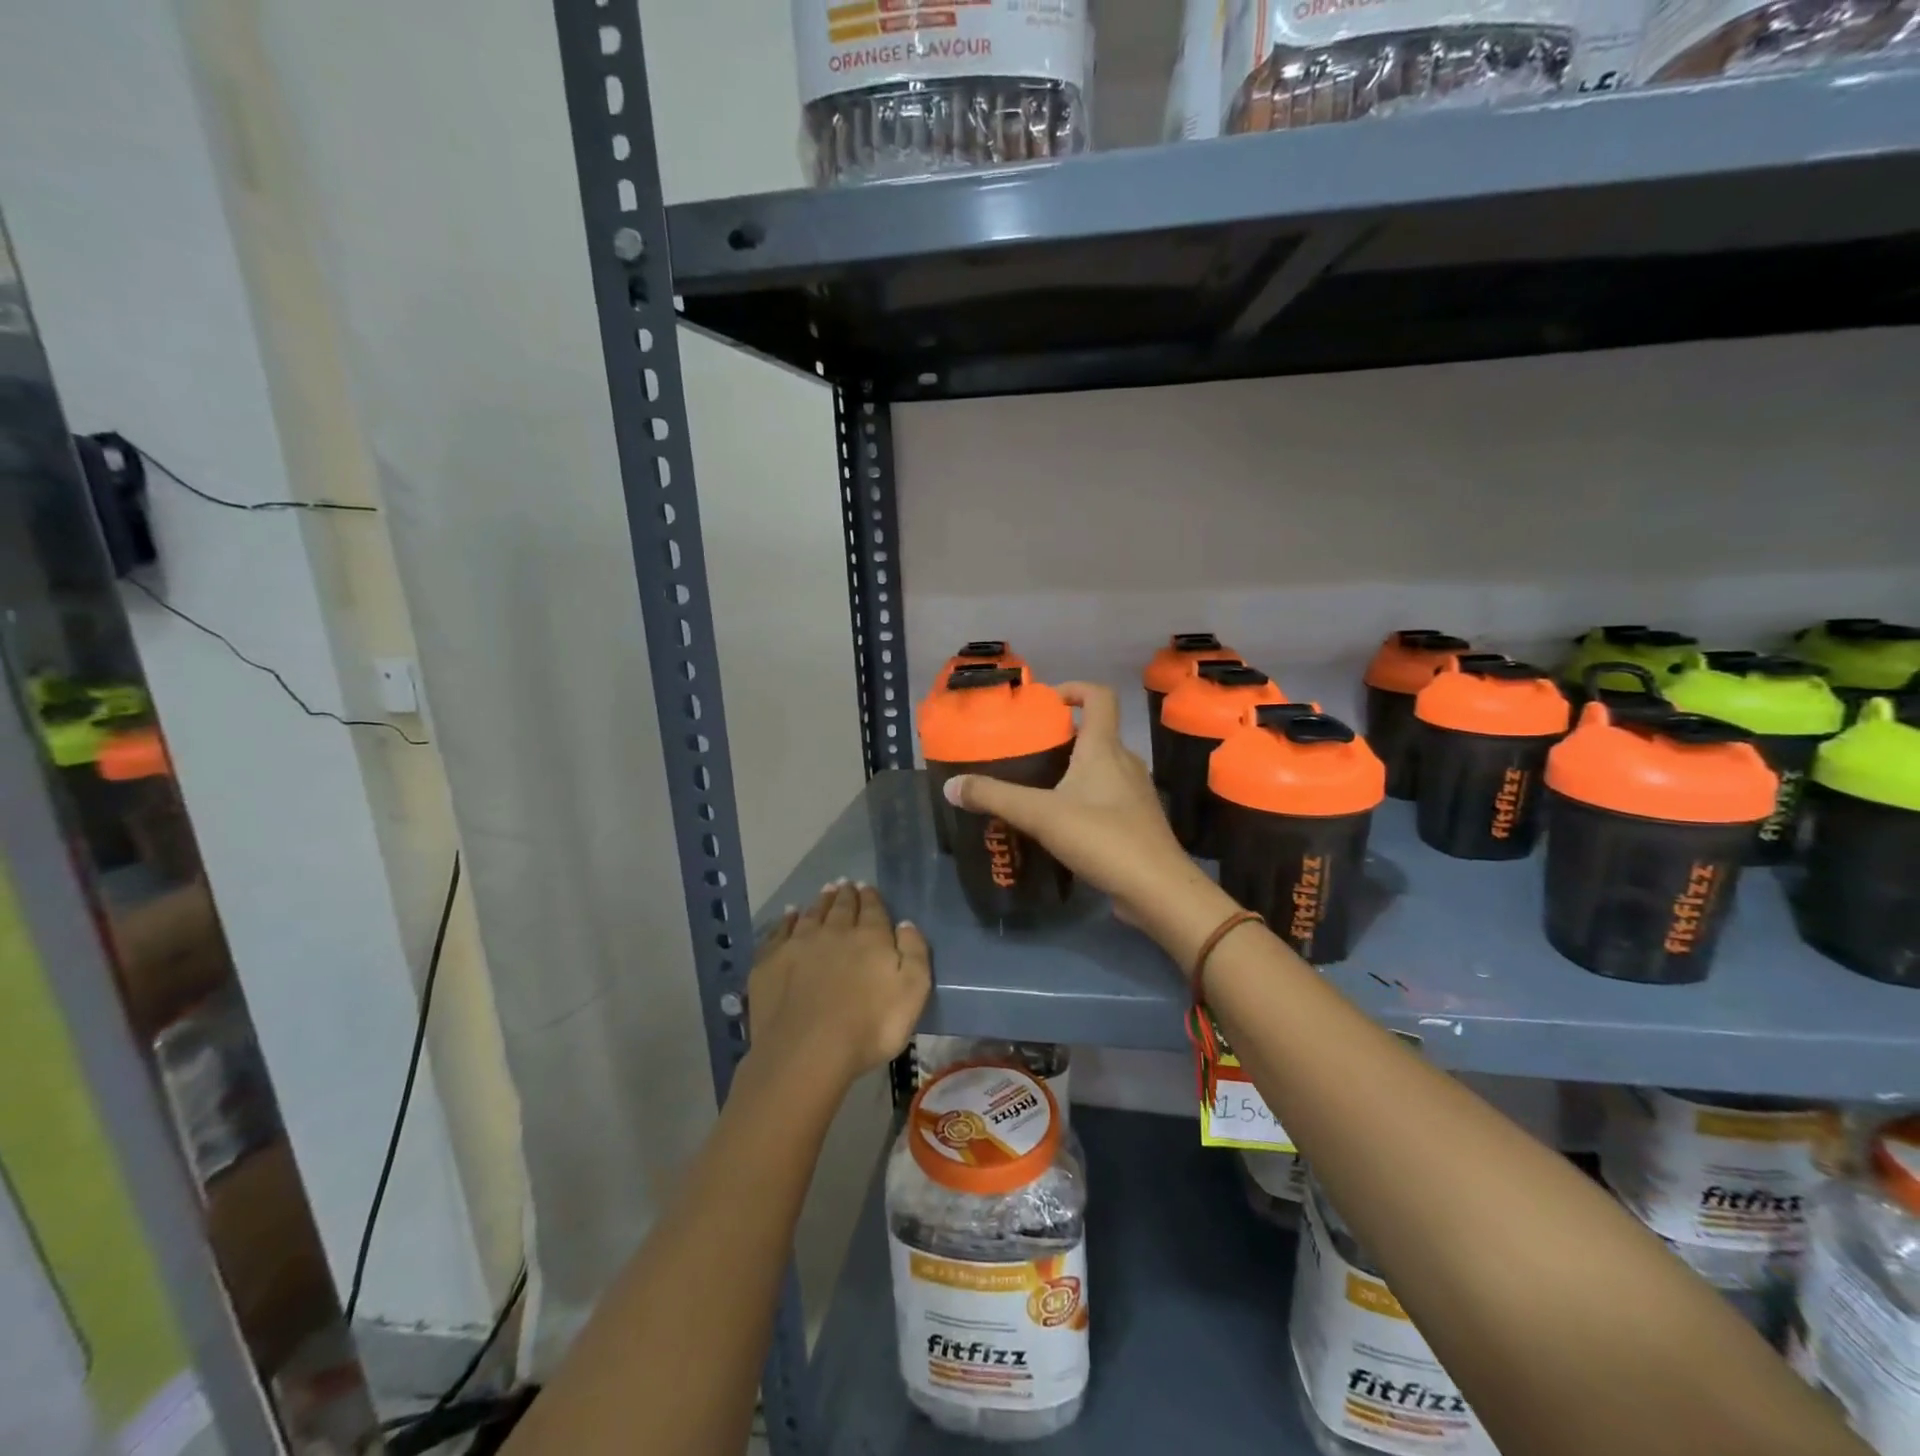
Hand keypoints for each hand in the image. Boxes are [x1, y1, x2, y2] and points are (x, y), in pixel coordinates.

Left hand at [748, 881, 930, 1086]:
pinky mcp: (770, 962)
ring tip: (824, 891)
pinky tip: (790, 915)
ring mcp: (798, 945)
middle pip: (841, 907)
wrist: (807, 1051)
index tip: (867, 887)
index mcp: (870, 937)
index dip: (871, 897)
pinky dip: (786, 920)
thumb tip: (905, 924)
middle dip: (845, 895)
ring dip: (819, 902)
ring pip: (811, 915)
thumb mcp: (913, 992)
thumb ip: (914, 952)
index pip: (872, 909)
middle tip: (845, 884)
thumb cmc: (870, 1027)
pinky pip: (780, 931)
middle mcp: (834, 932)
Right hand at [943, 684, 1238, 976]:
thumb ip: (995, 797)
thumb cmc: (1102, 838)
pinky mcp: (1136, 822)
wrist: (1157, 890)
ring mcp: (1135, 794)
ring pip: (1101, 767)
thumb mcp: (1040, 814)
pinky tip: (1060, 822)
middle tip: (1028, 750)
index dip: (1074, 689)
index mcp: (1105, 749)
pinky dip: (1083, 798)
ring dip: (1073, 769)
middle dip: (1063, 736)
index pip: (1099, 697)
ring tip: (1038, 785)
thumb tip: (952, 785)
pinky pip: (1106, 796)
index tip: (1046, 701)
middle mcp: (1125, 763)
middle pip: (1096, 733)